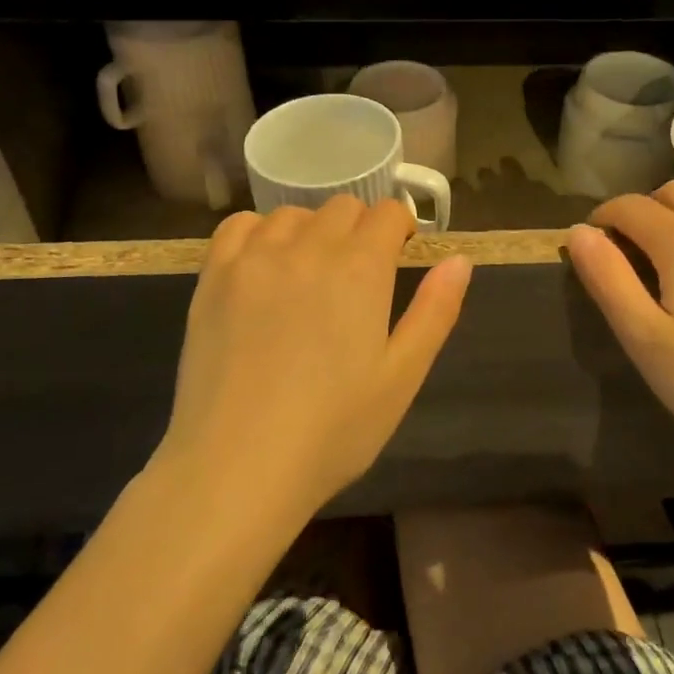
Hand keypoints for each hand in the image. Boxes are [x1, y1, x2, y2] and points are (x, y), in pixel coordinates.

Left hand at [162, 196, 472, 519]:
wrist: (237, 466)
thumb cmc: (332, 430)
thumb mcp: (402, 377)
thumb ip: (435, 311)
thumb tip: (460, 260)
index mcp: (360, 269)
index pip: (387, 213)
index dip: (400, 228)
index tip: (399, 255)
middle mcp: (308, 247)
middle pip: (343, 207)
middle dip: (360, 229)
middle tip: (358, 276)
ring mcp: (254, 258)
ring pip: (293, 214)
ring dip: (312, 231)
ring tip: (310, 275)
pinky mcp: (213, 276)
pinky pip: (240, 226)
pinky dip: (260, 233)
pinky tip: (264, 267)